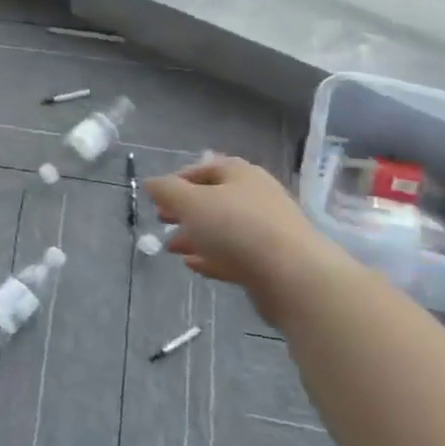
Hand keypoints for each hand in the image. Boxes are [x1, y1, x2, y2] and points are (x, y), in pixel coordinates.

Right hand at [145, 155, 347, 322]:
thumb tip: (151, 183)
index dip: (178, 180)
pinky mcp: (270, 261)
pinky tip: (193, 265)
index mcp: (241, 175)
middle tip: (162, 221)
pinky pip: (234, 254)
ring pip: (223, 229)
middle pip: (214, 199)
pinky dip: (211, 257)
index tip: (157, 198)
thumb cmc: (237, 228)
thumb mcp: (190, 202)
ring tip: (171, 248)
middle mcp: (256, 197)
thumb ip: (166, 190)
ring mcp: (266, 230)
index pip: (204, 169)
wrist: (293, 276)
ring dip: (195, 236)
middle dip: (185, 210)